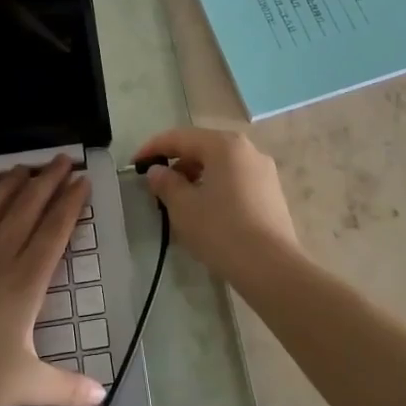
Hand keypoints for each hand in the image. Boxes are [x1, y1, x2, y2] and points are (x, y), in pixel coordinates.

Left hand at [0, 155, 106, 405]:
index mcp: (24, 283)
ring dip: (5, 187)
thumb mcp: (27, 387)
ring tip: (20, 168)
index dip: (70, 205)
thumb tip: (102, 396)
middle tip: (61, 159)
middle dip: (46, 182)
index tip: (82, 180)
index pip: (53, 233)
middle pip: (25, 212)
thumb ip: (66, 389)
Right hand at [135, 126, 300, 283]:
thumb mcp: (183, 207)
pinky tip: (205, 211)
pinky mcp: (272, 193)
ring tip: (178, 202)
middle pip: (203, 148)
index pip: (180, 137)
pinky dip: (215, 187)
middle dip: (176, 164)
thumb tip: (157, 171)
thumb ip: (165, 183)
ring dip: (195, 177)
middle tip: (156, 187)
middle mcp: (248, 150)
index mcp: (225, 145)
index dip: (153, 148)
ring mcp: (264, 171)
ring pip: (220, 165)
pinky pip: (235, 180)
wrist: (271, 268)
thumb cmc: (222, 230)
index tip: (134, 164)